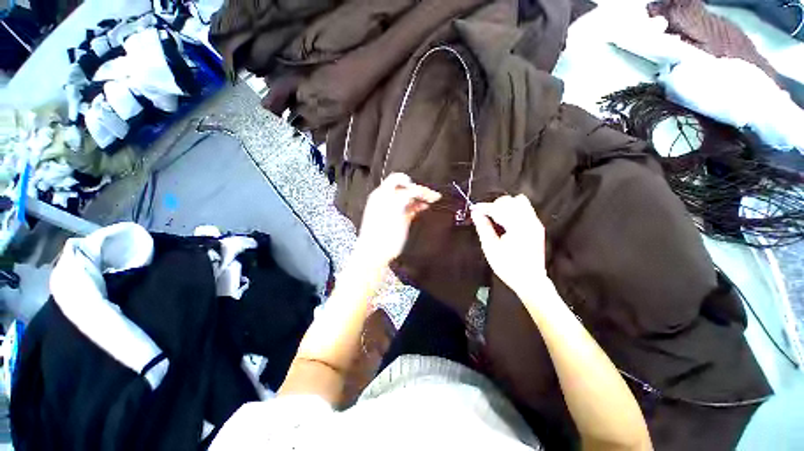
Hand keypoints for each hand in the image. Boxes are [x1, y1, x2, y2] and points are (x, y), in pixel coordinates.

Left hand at [355, 173, 440, 266]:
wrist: (374, 253)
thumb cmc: (383, 232)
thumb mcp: (395, 211)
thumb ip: (405, 197)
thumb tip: (415, 190)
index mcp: (382, 194)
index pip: (400, 181)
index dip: (415, 186)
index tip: (428, 194)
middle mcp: (386, 199)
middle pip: (405, 187)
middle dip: (418, 190)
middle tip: (431, 196)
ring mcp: (392, 208)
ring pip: (408, 197)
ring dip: (419, 197)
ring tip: (430, 201)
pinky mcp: (397, 218)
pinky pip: (407, 207)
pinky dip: (416, 205)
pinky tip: (423, 207)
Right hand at [471, 194, 547, 294]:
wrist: (530, 280)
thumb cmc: (508, 267)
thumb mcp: (491, 248)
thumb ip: (483, 228)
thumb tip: (475, 213)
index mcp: (517, 226)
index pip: (498, 208)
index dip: (484, 207)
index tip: (473, 209)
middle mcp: (529, 221)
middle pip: (510, 201)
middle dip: (494, 205)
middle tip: (484, 215)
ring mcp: (535, 223)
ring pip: (520, 202)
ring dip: (505, 206)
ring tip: (495, 217)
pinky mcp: (537, 227)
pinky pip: (525, 209)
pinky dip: (513, 210)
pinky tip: (505, 221)